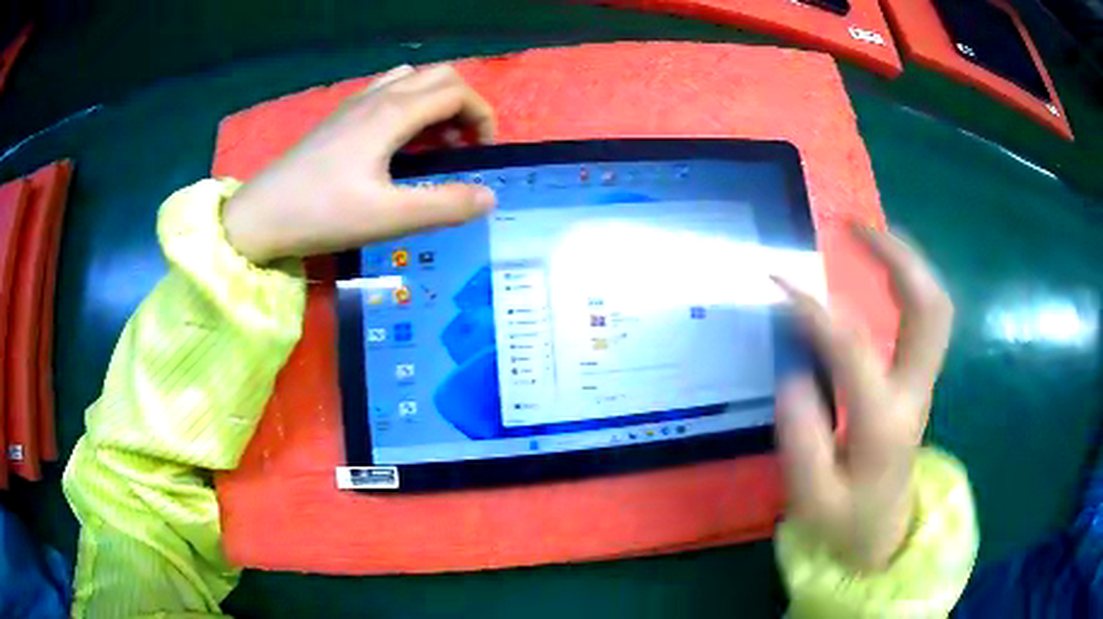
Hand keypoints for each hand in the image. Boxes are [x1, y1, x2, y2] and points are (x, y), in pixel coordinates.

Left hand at [222, 64, 497, 263]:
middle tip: (463, 147)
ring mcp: (354, 103)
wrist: (260, 216)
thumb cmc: (321, 214)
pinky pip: (387, 91)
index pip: (456, 92)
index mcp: (392, 113)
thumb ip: (444, 205)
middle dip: (463, 105)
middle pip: (439, 75)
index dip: (482, 116)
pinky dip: (409, 104)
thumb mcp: (388, 217)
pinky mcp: (339, 117)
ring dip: (435, 101)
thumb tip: (489, 197)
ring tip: (433, 142)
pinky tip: (398, 141)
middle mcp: (377, 97)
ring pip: (412, 79)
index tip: (484, 152)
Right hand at [774, 226, 952, 570]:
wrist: (884, 533)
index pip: (854, 350)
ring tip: (867, 232)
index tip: (778, 280)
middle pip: (929, 308)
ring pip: (935, 305)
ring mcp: (923, 383)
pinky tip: (882, 267)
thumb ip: (801, 438)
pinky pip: (927, 316)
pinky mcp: (920, 379)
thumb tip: (794, 371)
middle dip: (896, 255)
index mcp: (884, 425)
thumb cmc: (846, 520)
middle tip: (853, 224)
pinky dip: (909, 280)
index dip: (816, 310)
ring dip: (907, 260)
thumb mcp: (812, 499)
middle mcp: (914, 393)